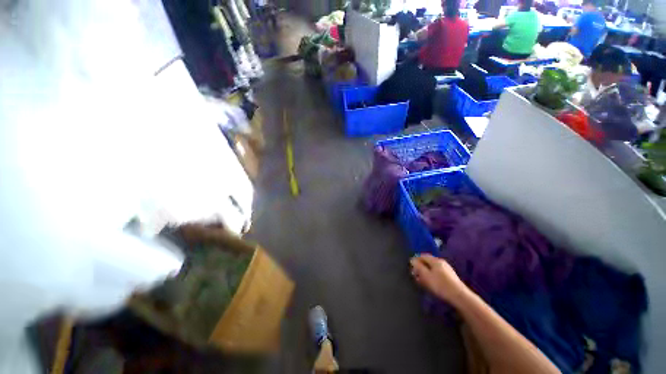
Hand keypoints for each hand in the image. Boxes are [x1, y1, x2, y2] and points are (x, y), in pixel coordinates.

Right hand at [410, 254, 468, 303]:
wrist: (459, 296)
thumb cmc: (440, 285)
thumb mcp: (426, 276)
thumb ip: (418, 267)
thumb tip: (412, 260)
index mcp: (435, 260)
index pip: (422, 256)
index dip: (415, 260)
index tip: (410, 267)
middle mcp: (441, 262)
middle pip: (427, 262)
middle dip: (420, 267)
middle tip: (415, 275)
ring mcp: (447, 269)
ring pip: (432, 268)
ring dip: (425, 272)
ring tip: (421, 280)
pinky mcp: (450, 276)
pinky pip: (437, 273)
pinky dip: (431, 276)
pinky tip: (430, 283)